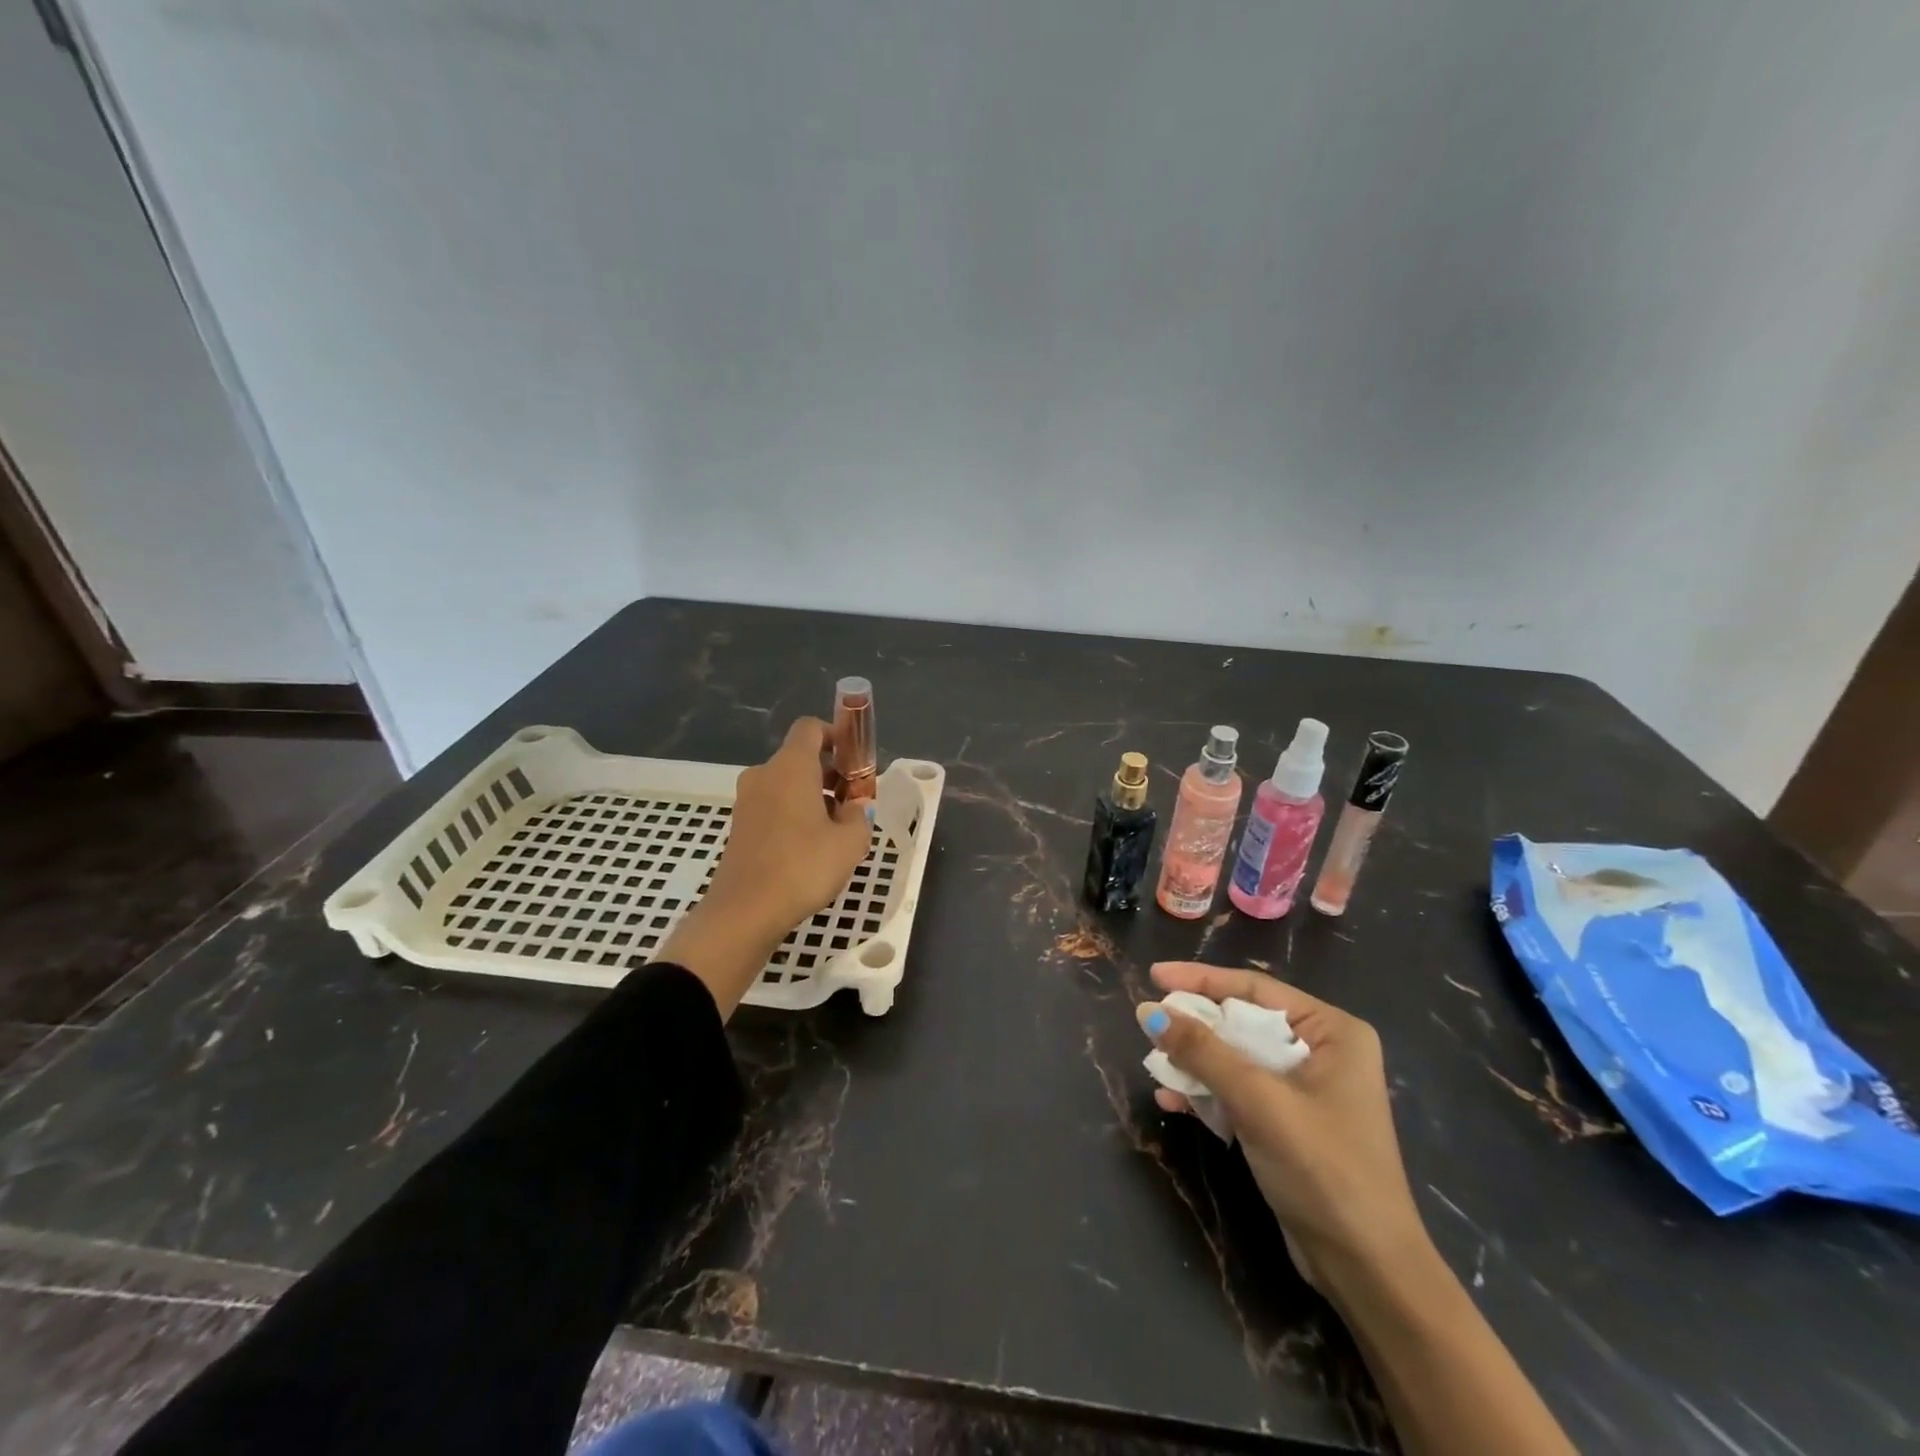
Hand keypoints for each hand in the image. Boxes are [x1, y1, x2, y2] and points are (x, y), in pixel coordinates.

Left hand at [661, 718, 874, 1015]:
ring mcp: (746, 800)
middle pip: (800, 758)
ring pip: (787, 784)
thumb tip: (851, 807)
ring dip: (813, 797)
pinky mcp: (739, 826)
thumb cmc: (803, 867)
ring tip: (835, 832)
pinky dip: (793, 815)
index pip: (810, 728)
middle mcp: (764, 774)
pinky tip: (810, 848)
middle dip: (831, 773)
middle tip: (854, 804)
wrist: (745, 912)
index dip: (836, 735)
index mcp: (791, 766)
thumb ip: (858, 815)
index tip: (855, 761)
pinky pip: (773, 806)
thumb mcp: (850, 842)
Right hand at [1137, 962, 1428, 1292]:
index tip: (1154, 976)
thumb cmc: (1323, 1169)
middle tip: (1150, 1019)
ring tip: (1154, 1063)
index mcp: (1332, 1032)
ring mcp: (1306, 1089)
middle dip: (1195, 1025)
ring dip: (1195, 1062)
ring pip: (1236, 1057)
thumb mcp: (1258, 1102)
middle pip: (1243, 1021)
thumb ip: (1202, 1052)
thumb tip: (1147, 1011)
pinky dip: (1208, 1093)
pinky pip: (1239, 1090)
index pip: (1255, 989)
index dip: (1201, 980)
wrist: (1367, 1271)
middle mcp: (1322, 1051)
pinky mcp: (1290, 1123)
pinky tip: (1172, 1101)